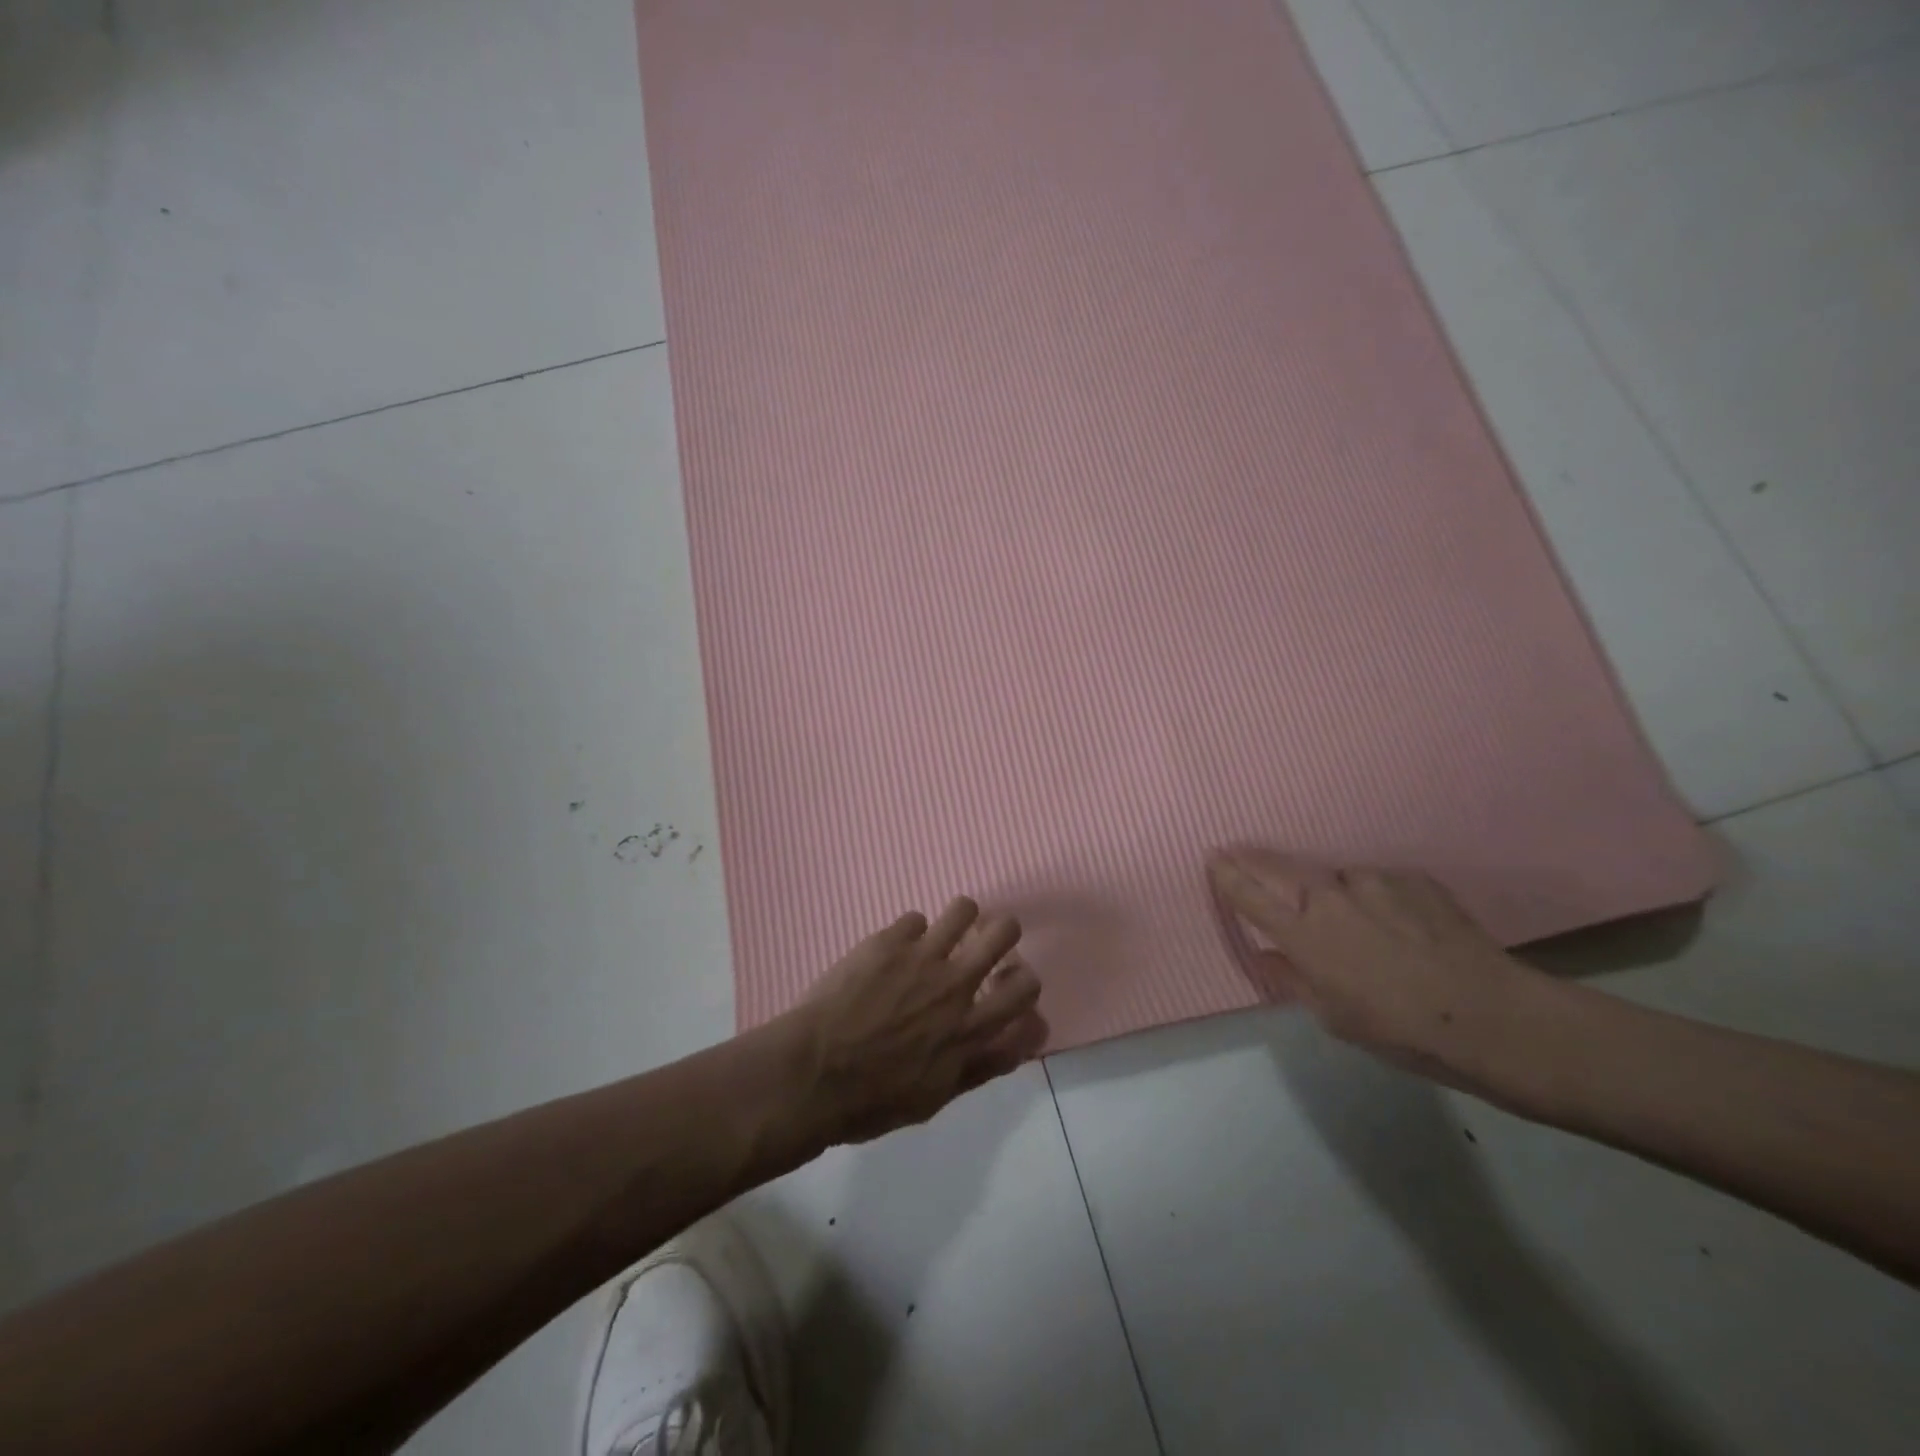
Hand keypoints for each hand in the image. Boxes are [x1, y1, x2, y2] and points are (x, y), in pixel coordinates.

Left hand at [782, 898, 1048, 1144]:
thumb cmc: (871, 1101)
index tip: (1010, 982)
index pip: (1026, 991)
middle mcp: (956, 985)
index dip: (1025, 981)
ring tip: (942, 932)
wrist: (812, 1074)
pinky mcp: (889, 941)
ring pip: (963, 908)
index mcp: (970, 1029)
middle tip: (983, 942)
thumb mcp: (934, 1099)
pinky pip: (915, 919)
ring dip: (959, 918)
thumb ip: (980, 1066)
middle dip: (1002, 932)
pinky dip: (909, 934)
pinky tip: (892, 951)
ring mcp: (922, 958)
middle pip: (1004, 932)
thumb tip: (1017, 1043)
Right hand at [1206, 848, 1540, 1090]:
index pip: (1249, 894)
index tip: (1213, 858)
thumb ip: (1294, 979)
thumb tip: (1271, 955)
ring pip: (1335, 878)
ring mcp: (1371, 880)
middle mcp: (1328, 897)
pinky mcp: (1411, 877)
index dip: (1226, 875)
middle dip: (1254, 860)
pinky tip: (1401, 925)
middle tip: (1242, 855)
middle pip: (1277, 866)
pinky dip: (1377, 898)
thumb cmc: (1400, 1030)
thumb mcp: (1333, 1018)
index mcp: (1303, 934)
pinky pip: (1379, 884)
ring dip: (1333, 892)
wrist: (1492, 1017)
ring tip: (1359, 923)